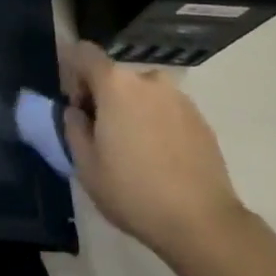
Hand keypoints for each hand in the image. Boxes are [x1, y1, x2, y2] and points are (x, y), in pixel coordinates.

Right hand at [58, 41, 245, 255]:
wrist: (203, 223)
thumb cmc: (134, 192)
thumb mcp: (86, 166)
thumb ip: (73, 128)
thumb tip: (77, 112)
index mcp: (116, 84)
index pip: (84, 53)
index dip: (73, 72)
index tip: (76, 105)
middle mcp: (149, 79)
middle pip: (115, 76)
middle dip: (104, 97)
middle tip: (103, 136)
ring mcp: (179, 98)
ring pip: (143, 94)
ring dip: (133, 111)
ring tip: (135, 151)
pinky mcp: (201, 119)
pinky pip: (167, 110)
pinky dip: (157, 124)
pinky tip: (161, 160)